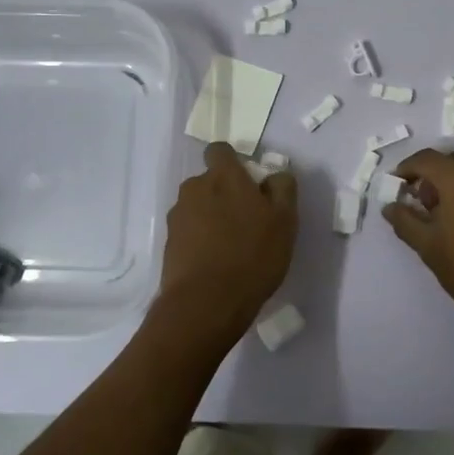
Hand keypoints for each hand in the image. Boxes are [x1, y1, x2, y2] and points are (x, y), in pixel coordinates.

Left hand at [151, 142, 296, 349]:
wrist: (206, 303)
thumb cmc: (252, 255)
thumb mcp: (285, 221)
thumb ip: (283, 188)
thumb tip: (274, 175)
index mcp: (223, 176)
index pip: (220, 150)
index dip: (233, 162)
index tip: (249, 183)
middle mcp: (195, 188)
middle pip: (209, 181)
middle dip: (224, 193)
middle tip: (247, 220)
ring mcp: (177, 216)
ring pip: (198, 207)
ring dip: (211, 217)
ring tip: (231, 246)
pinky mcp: (168, 243)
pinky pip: (188, 232)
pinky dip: (200, 240)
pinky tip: (216, 263)